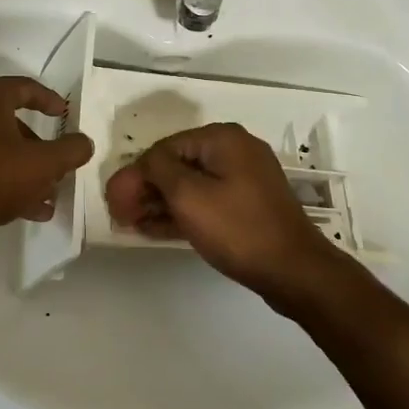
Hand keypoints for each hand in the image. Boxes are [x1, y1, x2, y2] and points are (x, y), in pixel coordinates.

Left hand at [0, 77, 94, 243]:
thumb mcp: (44, 164)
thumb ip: (71, 150)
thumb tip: (84, 143)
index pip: (22, 86)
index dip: (49, 99)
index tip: (65, 115)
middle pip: (7, 119)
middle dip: (36, 143)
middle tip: (55, 159)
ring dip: (22, 165)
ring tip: (46, 193)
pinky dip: (2, 177)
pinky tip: (28, 208)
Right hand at [104, 122, 349, 305]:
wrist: (294, 270)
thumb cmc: (237, 228)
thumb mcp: (188, 195)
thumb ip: (157, 170)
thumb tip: (143, 163)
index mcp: (222, 138)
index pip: (163, 149)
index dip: (135, 175)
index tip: (114, 203)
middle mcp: (234, 150)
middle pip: (177, 164)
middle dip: (145, 189)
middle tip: (121, 215)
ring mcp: (244, 178)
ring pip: (190, 184)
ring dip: (160, 202)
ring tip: (132, 224)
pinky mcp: (248, 204)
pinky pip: (206, 200)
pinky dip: (182, 212)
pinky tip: (155, 229)